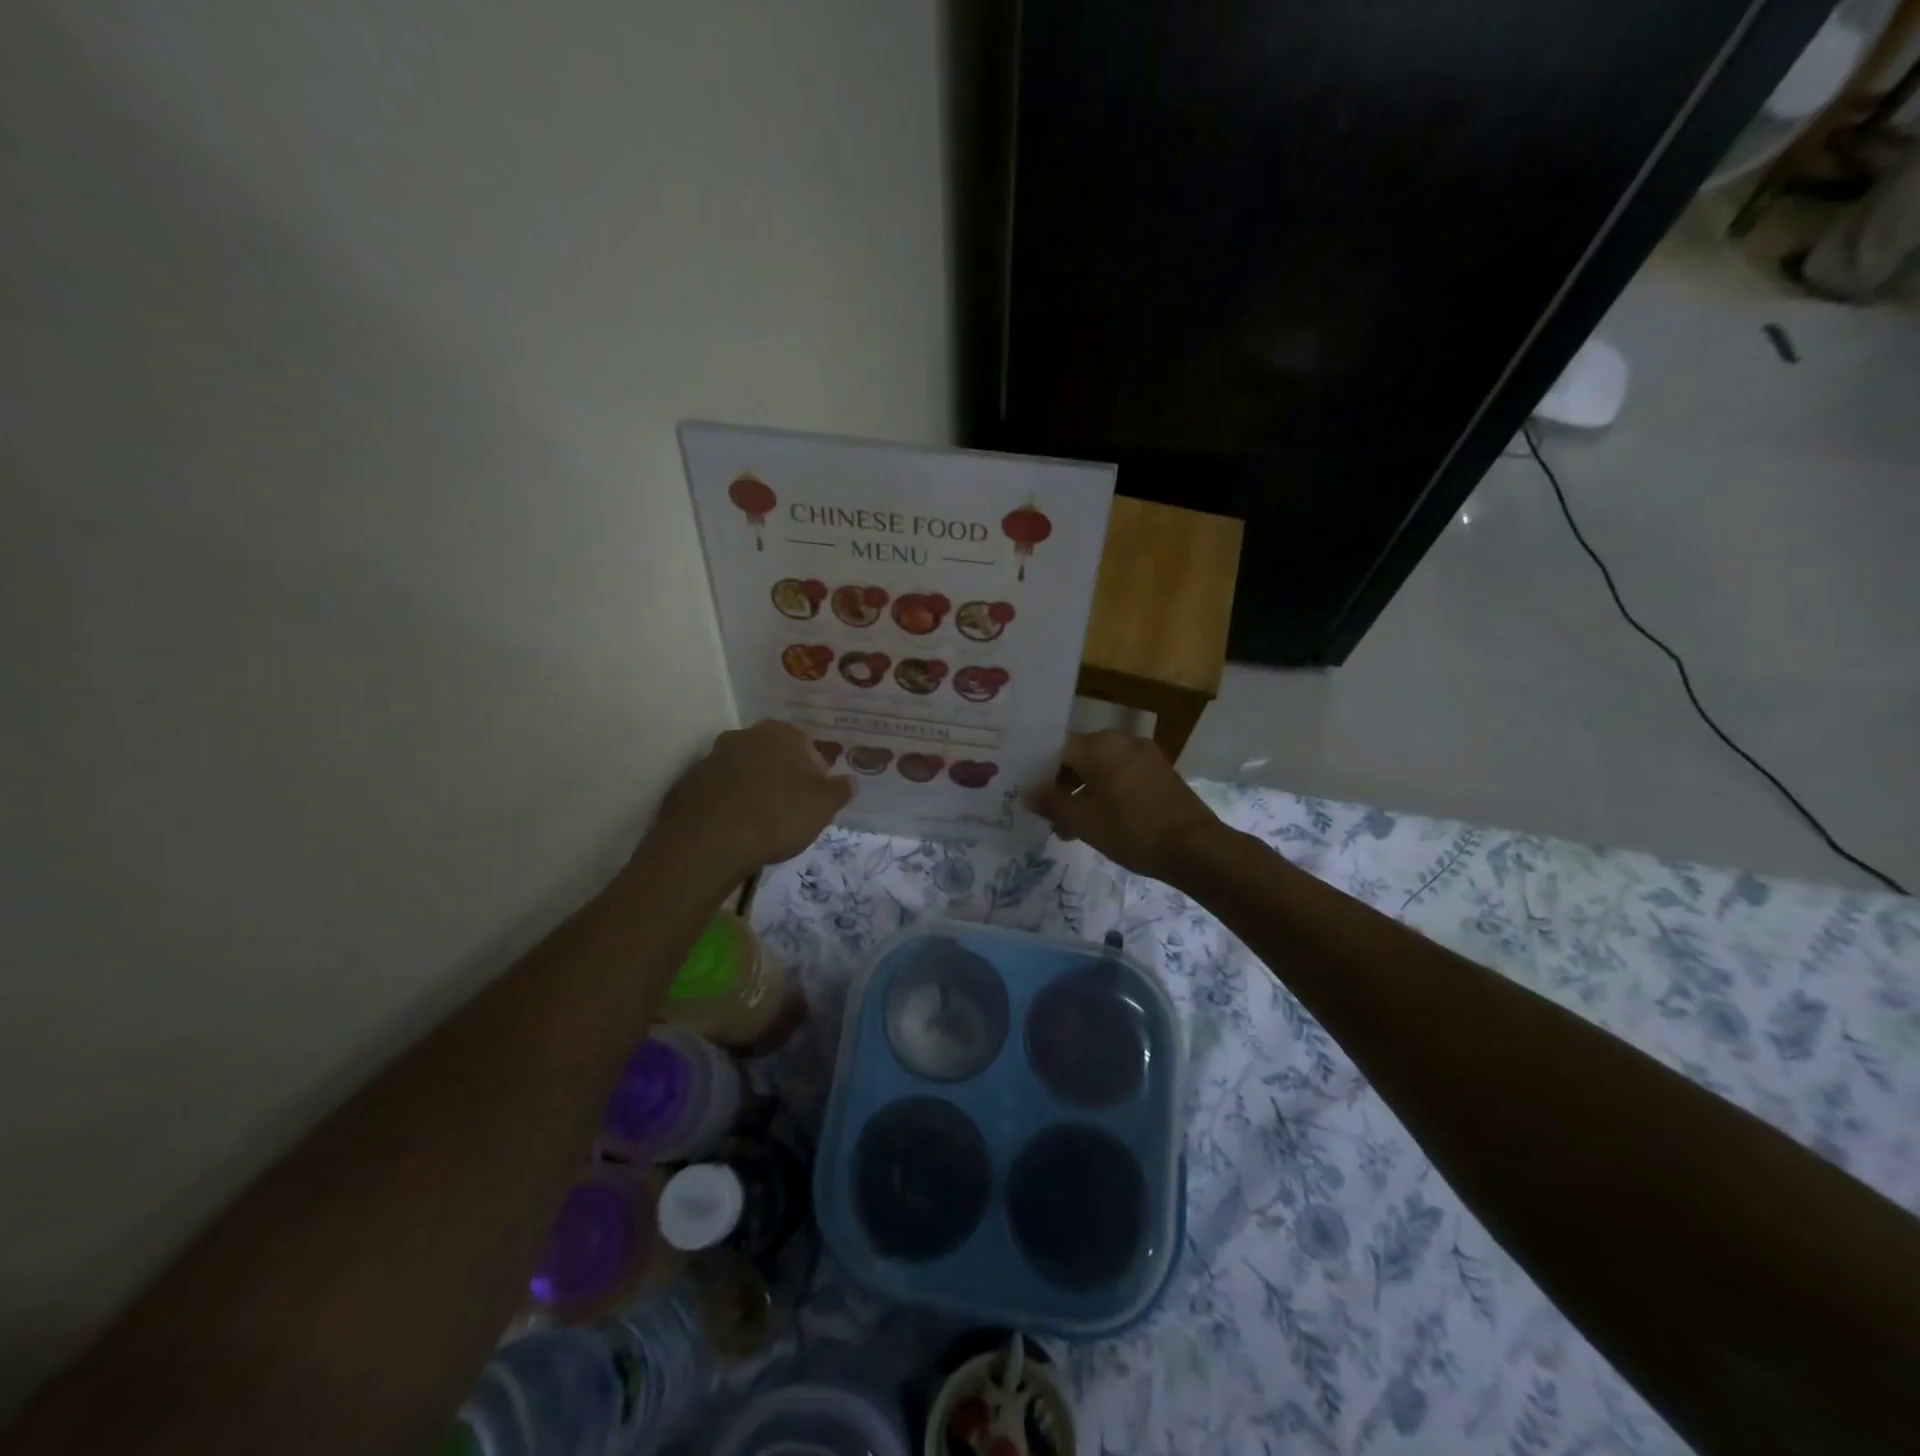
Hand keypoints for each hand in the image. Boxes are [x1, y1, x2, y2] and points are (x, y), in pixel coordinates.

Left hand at [648, 720, 851, 881]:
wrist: (711, 841)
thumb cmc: (778, 814)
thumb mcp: (824, 806)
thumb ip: (840, 790)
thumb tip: (850, 782)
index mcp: (780, 732)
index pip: (806, 746)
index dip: (814, 773)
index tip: (815, 800)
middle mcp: (744, 735)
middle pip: (772, 755)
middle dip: (782, 777)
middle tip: (790, 810)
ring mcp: (712, 758)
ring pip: (744, 771)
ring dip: (753, 789)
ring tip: (761, 823)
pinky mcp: (689, 783)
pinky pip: (719, 791)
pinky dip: (729, 804)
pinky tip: (736, 829)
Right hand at [1024, 731, 1222, 883]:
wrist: (1194, 847)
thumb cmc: (1130, 829)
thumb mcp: (1081, 820)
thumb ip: (1050, 802)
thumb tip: (1028, 792)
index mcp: (1099, 744)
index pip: (1057, 750)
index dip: (1041, 775)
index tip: (1034, 800)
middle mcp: (1122, 740)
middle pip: (1081, 758)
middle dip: (1063, 787)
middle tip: (1053, 819)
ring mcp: (1146, 755)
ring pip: (1103, 769)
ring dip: (1086, 793)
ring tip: (1076, 828)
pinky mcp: (1162, 772)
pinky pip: (1124, 776)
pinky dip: (1109, 793)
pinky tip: (1105, 822)